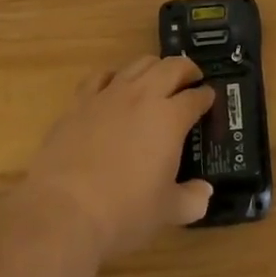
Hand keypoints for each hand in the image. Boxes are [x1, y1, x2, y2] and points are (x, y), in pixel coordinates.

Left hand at [22, 55, 215, 260]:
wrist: (65, 209)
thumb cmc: (124, 211)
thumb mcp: (166, 212)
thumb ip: (191, 199)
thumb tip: (205, 193)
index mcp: (170, 118)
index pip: (195, 97)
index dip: (206, 96)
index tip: (210, 97)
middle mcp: (143, 96)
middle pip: (171, 67)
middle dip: (186, 69)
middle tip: (191, 78)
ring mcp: (109, 94)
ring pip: (138, 64)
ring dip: (154, 67)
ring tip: (157, 77)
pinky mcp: (80, 101)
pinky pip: (101, 76)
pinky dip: (114, 76)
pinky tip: (114, 85)